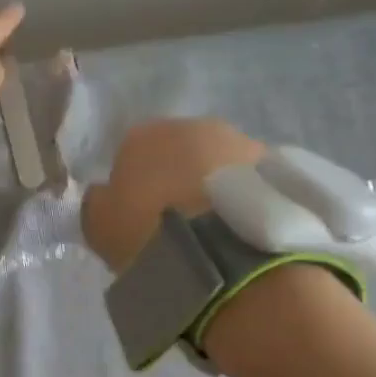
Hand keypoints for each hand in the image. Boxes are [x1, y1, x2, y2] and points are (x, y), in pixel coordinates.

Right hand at [80, 118, 264, 270]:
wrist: (222, 252)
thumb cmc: (149, 232)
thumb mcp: (99, 225)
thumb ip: (98, 202)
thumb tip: (104, 194)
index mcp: (144, 134)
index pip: (131, 153)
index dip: (133, 186)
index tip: (138, 218)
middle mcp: (194, 125)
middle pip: (180, 152)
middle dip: (178, 179)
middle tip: (178, 224)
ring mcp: (241, 142)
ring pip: (219, 164)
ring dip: (215, 186)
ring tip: (215, 231)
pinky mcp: (277, 167)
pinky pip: (250, 183)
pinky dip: (244, 199)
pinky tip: (240, 230)